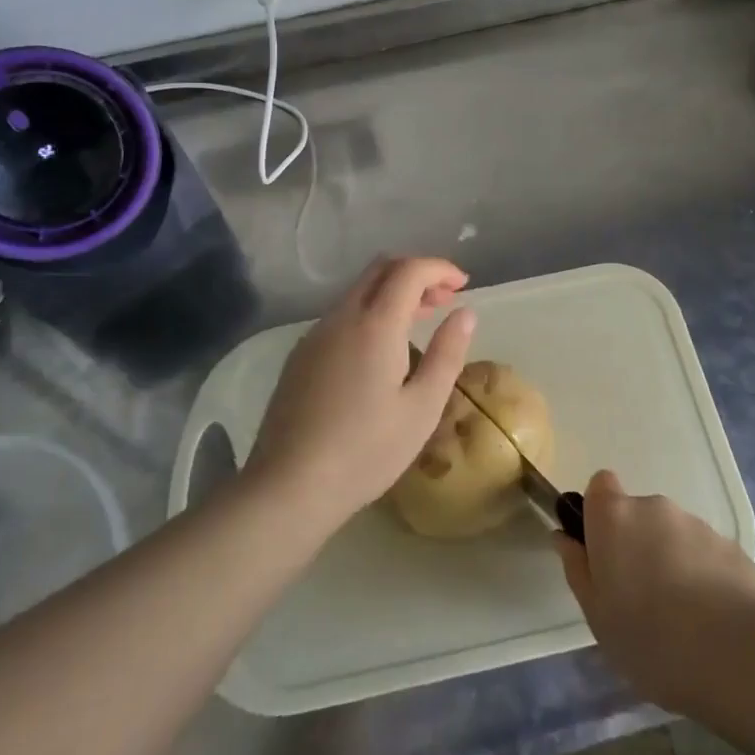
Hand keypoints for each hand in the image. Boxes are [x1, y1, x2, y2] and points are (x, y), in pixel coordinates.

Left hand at [247, 257, 476, 531]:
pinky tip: (380, 350)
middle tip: (443, 299)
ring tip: (419, 322)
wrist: (289, 486)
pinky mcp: (299, 356)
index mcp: (375, 325)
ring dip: (392, 293)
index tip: (463, 284)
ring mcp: (315, 335)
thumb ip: (447, 353)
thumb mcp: (422, 408)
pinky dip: (369, 313)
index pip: (409, 270)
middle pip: (379, 269)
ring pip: (358, 292)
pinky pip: (341, 315)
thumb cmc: (366, 451)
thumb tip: (465, 313)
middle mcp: (341, 317)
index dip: (439, 268)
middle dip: (416, 273)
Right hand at [556, 470, 754, 718]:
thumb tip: (565, 537)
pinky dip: (702, 576)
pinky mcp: (732, 546)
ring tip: (680, 618)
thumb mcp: (597, 616)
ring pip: (672, 535)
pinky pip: (705, 554)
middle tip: (639, 598)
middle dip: (636, 545)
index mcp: (615, 517)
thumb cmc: (650, 638)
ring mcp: (697, 524)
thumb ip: (578, 569)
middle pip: (637, 515)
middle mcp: (654, 507)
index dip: (598, 513)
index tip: (602, 552)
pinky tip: (711, 621)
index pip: (600, 485)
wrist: (738, 656)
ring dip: (670, 561)